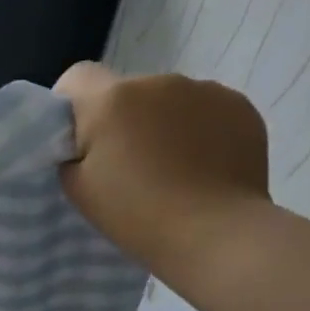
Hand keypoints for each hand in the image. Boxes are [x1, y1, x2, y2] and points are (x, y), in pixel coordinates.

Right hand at [54, 61, 269, 266]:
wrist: (215, 233)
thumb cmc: (135, 213)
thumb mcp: (77, 188)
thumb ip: (71, 153)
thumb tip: (85, 141)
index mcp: (112, 99)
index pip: (77, 76)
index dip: (71, 104)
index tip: (77, 140)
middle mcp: (158, 82)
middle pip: (125, 91)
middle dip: (120, 119)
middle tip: (125, 165)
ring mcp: (204, 89)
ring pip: (166, 100)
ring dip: (160, 123)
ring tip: (170, 168)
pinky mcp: (239, 106)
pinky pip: (204, 109)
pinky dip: (197, 130)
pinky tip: (201, 165)